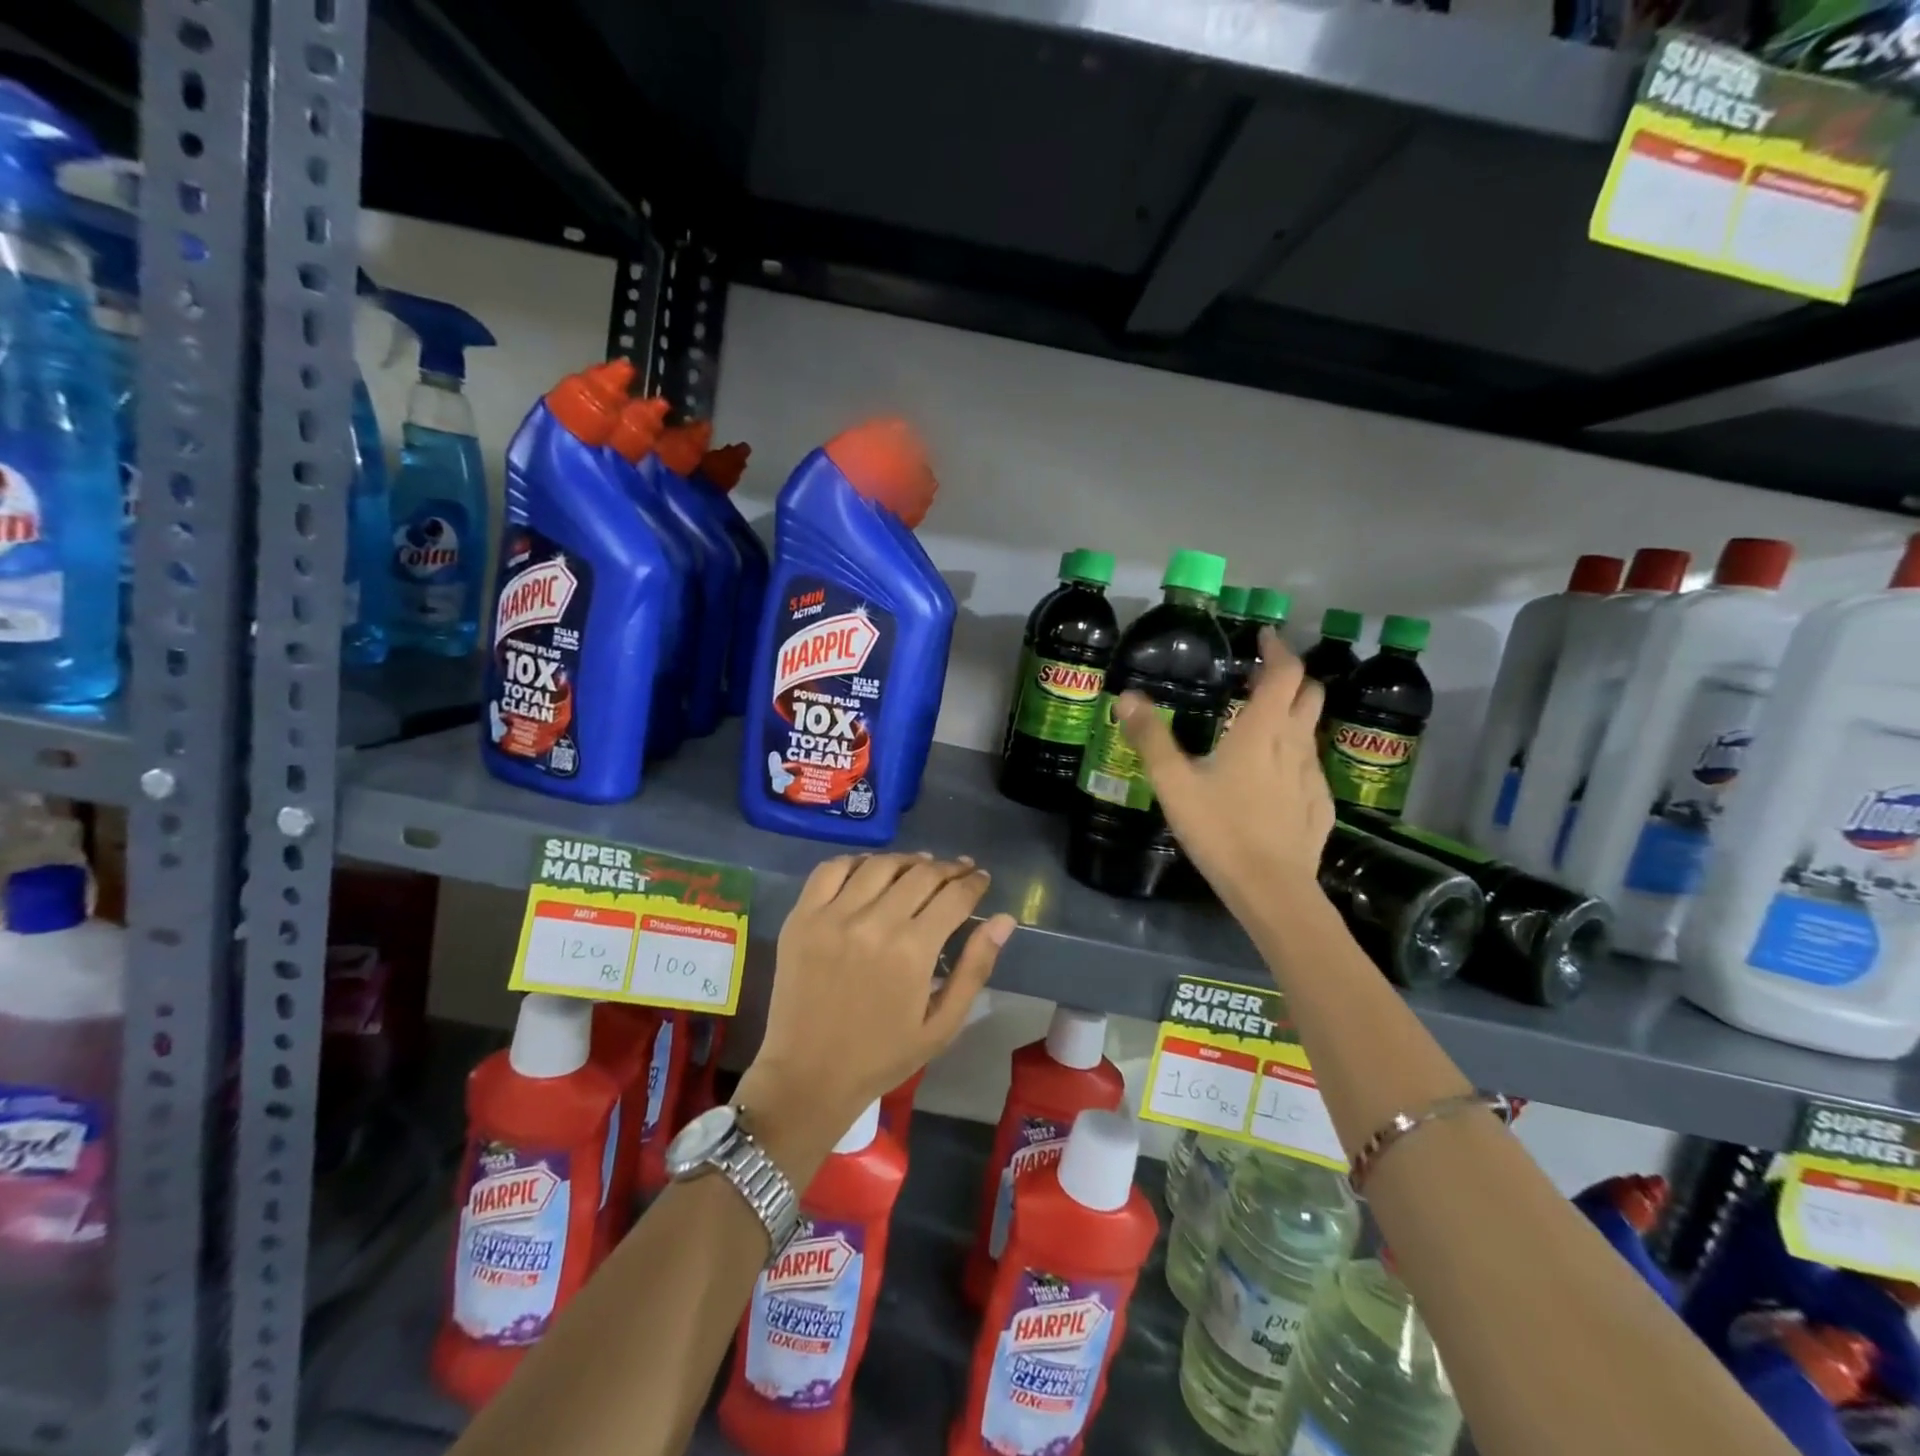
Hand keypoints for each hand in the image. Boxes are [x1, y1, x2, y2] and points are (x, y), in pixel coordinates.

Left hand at [739, 854, 1013, 1158]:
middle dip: (949, 869)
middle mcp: (873, 923)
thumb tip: (1005, 920)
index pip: (954, 896)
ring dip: (908, 861)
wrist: (808, 1076)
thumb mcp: (941, 1025)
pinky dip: (856, 861)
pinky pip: (831, 870)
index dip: (974, 883)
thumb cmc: (882, 1056)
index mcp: (912, 951)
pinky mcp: (802, 917)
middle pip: (921, 874)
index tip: (981, 878)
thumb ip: (975, 968)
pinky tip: (871, 869)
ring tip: (921, 866)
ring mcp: (832, 916)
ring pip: (880, 865)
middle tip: (959, 871)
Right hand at [1117, 627, 1333, 916]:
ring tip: (1261, 723)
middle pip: (1310, 693)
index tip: (1265, 636)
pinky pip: (1310, 765)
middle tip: (1261, 676)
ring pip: (1311, 729)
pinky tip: (1272, 777)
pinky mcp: (1319, 805)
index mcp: (1262, 730)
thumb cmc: (1220, 829)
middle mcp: (1295, 744)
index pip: (1285, 673)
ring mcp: (1313, 776)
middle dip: (1291, 676)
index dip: (1278, 649)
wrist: (1271, 889)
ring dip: (1293, 714)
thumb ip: (1151, 738)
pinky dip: (1294, 754)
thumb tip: (1127, 697)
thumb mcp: (1174, 783)